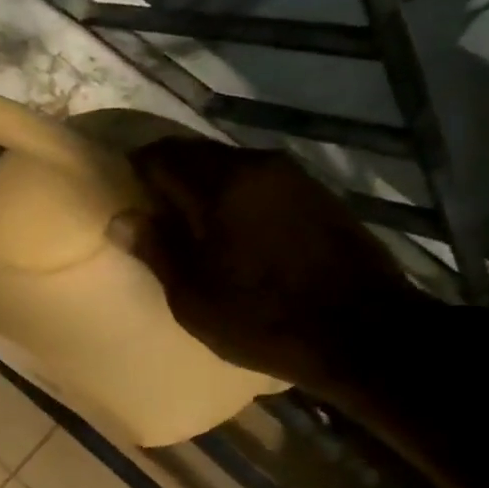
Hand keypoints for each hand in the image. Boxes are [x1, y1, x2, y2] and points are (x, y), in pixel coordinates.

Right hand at [121, 136, 430, 395]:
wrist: (366, 333)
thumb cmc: (264, 318)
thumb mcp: (192, 296)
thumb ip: (156, 249)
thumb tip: (123, 218)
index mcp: (220, 185)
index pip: (161, 155)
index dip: (135, 170)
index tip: (122, 193)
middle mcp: (257, 165)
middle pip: (197, 154)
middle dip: (169, 174)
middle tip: (151, 210)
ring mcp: (294, 177)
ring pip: (230, 166)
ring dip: (204, 186)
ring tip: (191, 223)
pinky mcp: (319, 194)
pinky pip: (260, 182)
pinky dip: (237, 196)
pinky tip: (234, 229)